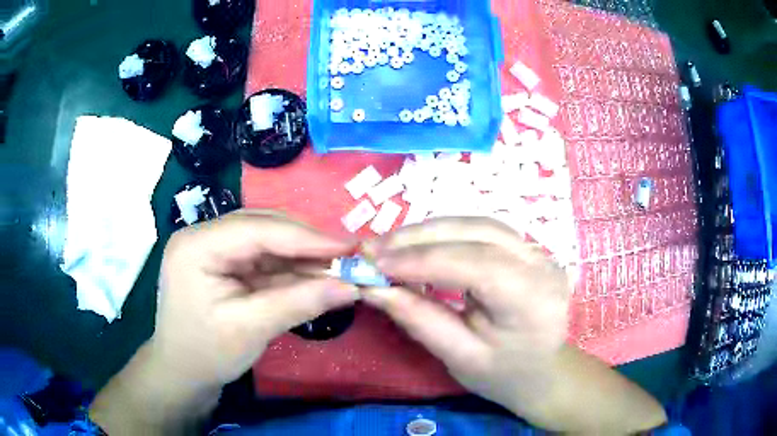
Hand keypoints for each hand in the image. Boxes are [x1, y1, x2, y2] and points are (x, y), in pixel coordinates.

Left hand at [90, 211, 359, 433]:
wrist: (182, 373)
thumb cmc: (206, 353)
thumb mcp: (251, 329)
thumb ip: (300, 303)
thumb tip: (352, 287)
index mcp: (197, 245)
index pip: (256, 229)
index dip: (305, 237)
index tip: (348, 247)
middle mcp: (203, 236)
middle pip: (263, 227)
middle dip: (306, 243)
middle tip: (348, 255)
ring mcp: (214, 248)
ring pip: (267, 241)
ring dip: (303, 255)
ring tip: (339, 265)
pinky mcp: (225, 264)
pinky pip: (264, 259)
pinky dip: (291, 268)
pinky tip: (316, 274)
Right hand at [362, 217, 570, 413]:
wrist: (542, 371)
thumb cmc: (504, 375)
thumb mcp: (459, 358)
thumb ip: (419, 320)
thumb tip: (373, 288)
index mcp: (534, 300)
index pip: (477, 264)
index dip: (422, 259)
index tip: (374, 264)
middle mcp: (543, 264)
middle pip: (477, 232)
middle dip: (419, 237)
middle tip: (372, 249)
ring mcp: (539, 251)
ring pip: (477, 224)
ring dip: (429, 231)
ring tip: (389, 245)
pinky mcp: (527, 248)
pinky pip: (481, 230)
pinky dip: (445, 234)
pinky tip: (418, 244)